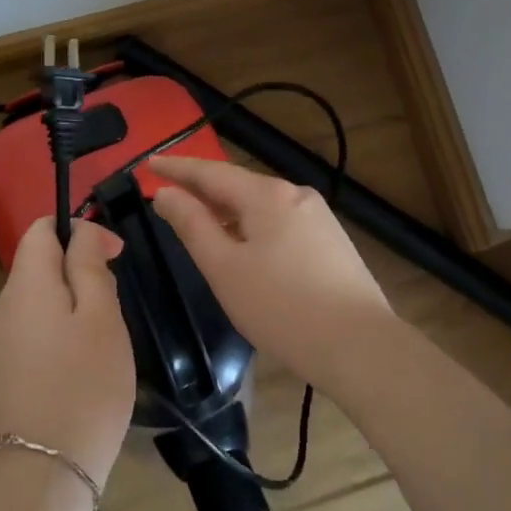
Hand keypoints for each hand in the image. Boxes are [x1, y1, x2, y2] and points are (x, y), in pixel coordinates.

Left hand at [0, 217, 135, 489]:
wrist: (40, 476)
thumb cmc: (82, 385)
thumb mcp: (100, 317)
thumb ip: (89, 265)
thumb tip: (82, 232)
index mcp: (26, 282)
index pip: (41, 228)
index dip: (79, 229)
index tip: (115, 255)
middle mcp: (4, 306)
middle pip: (39, 264)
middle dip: (79, 270)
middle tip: (114, 305)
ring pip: (40, 301)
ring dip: (73, 305)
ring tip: (104, 340)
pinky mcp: (3, 375)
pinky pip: (34, 333)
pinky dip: (61, 334)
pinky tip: (82, 368)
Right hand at [149, 156, 394, 391]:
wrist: (362, 347)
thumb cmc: (282, 308)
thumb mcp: (224, 268)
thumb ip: (192, 225)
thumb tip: (167, 193)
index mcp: (267, 195)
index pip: (210, 172)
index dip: (176, 167)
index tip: (148, 163)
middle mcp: (295, 195)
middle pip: (238, 185)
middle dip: (202, 189)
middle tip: (168, 195)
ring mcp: (318, 218)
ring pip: (260, 206)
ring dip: (227, 211)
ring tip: (200, 222)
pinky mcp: (331, 242)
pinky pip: (279, 223)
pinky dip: (252, 227)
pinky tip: (244, 248)